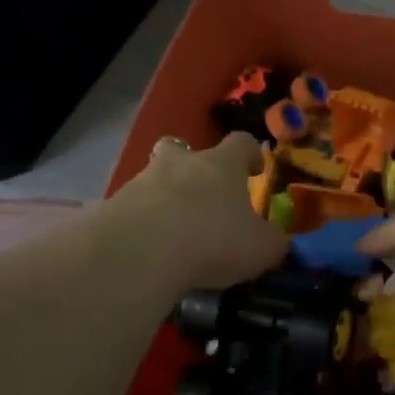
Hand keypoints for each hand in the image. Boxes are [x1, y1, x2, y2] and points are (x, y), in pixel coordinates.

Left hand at [112, 133, 289, 289]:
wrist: (141, 252)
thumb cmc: (213, 240)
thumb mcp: (260, 248)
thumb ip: (274, 242)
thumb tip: (280, 240)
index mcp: (221, 164)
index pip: (241, 142)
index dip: (249, 153)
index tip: (254, 168)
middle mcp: (181, 163)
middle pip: (183, 148)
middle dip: (192, 164)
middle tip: (202, 190)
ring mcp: (143, 181)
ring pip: (155, 178)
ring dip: (165, 195)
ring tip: (174, 230)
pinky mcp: (114, 205)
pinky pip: (132, 208)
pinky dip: (141, 222)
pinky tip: (149, 248)